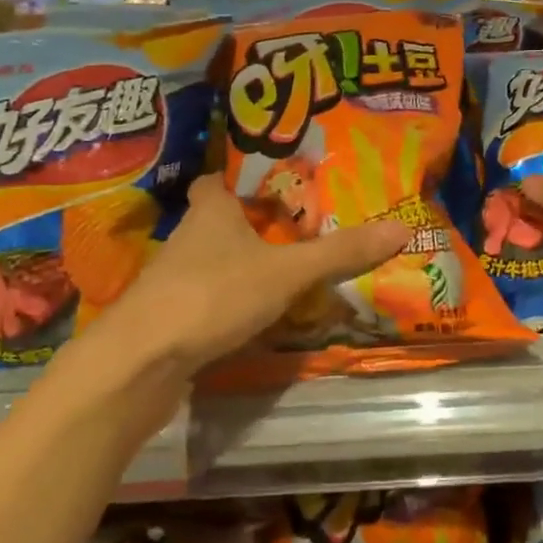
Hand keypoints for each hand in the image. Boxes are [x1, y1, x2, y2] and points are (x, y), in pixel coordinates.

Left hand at [108, 175, 409, 376]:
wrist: (140, 363)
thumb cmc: (213, 294)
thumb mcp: (286, 271)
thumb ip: (340, 253)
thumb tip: (402, 227)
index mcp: (210, 211)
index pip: (217, 181)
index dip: (240, 180)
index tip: (273, 184)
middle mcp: (187, 238)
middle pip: (219, 222)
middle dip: (251, 226)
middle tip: (296, 229)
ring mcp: (173, 281)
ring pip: (212, 263)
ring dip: (241, 267)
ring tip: (286, 272)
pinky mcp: (170, 319)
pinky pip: (206, 301)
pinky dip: (229, 304)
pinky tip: (255, 317)